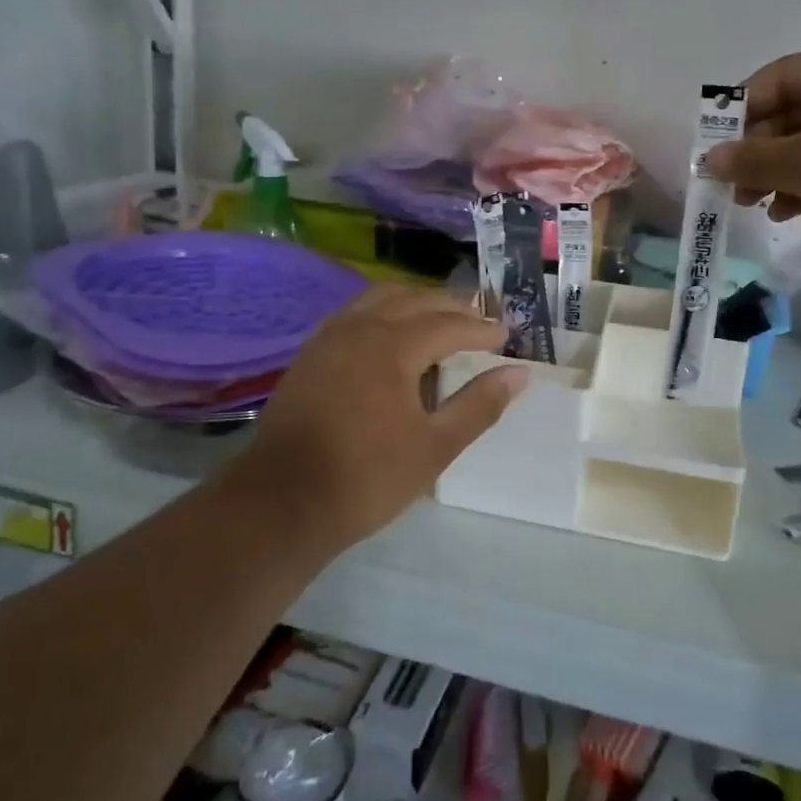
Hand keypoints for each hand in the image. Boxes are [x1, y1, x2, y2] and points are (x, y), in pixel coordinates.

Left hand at [231, 286, 527, 552]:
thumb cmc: (366, 477)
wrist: (281, 501)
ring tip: (439, 319)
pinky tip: (390, 335)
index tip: (506, 335)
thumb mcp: (434, 447)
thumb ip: (479, 406)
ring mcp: (329, 336)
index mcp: (393, 345)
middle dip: (451, 307)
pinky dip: (384, 312)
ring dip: (415, 302)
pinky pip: (355, 313)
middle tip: (480, 320)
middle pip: (415, 300)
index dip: (481, 329)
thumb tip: (519, 374)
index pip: (449, 324)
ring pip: (380, 299)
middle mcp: (360, 327)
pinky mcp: (310, 353)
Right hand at [702, 43, 800, 273]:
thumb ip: (753, 159)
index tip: (715, 147)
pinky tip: (789, 212)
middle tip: (732, 184)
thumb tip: (709, 159)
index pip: (779, 77)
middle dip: (758, 150)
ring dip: (779, 172)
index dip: (740, 111)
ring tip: (755, 204)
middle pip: (794, 111)